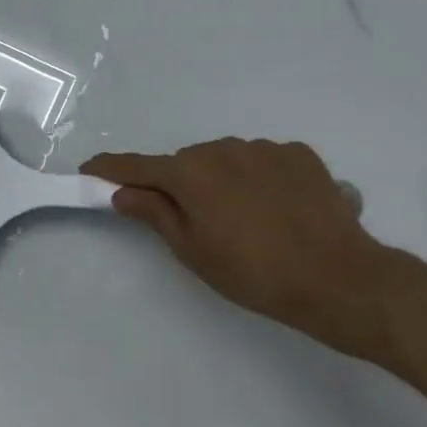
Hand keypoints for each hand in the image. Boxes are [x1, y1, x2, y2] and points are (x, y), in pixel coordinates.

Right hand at [82, 138, 396, 360]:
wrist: (338, 278)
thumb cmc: (253, 272)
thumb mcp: (192, 250)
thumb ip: (154, 213)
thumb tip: (122, 192)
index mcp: (190, 172)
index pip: (137, 166)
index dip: (110, 168)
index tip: (89, 169)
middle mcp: (223, 148)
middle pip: (185, 164)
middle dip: (178, 184)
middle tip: (190, 222)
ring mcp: (265, 148)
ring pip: (226, 160)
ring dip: (221, 181)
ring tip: (243, 220)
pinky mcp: (300, 155)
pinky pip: (263, 162)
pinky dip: (258, 179)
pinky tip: (276, 209)